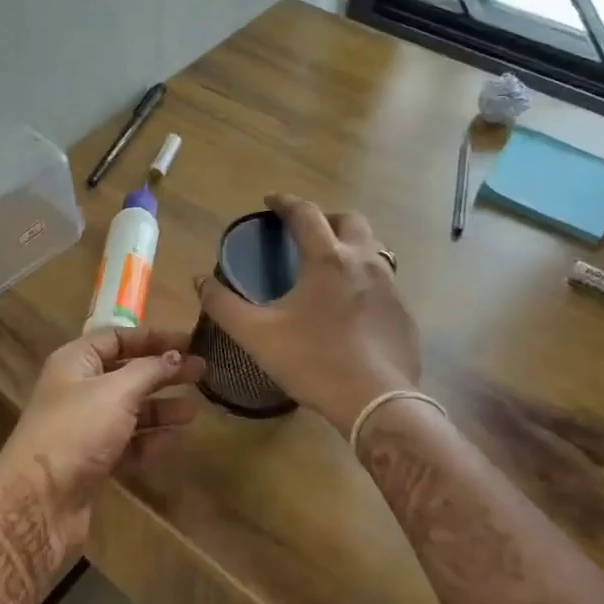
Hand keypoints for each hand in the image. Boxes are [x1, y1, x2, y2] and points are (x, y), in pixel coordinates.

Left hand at [0, 326, 204, 566]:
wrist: (40, 502)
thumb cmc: (77, 430)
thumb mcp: (117, 391)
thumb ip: (149, 371)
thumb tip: (175, 355)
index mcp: (75, 362)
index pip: (116, 337)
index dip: (152, 338)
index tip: (188, 343)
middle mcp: (78, 390)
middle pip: (127, 373)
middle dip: (162, 372)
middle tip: (201, 372)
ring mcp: (84, 427)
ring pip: (130, 410)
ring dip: (161, 408)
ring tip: (194, 410)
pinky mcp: (92, 461)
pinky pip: (127, 443)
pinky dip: (150, 440)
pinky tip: (174, 440)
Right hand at [196, 194, 420, 431]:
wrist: (377, 403)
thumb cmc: (313, 362)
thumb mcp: (257, 335)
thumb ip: (223, 305)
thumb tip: (200, 280)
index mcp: (327, 259)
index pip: (305, 213)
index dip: (285, 202)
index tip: (270, 201)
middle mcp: (363, 261)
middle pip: (350, 220)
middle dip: (326, 217)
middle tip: (306, 232)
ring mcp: (390, 286)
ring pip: (372, 247)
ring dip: (350, 244)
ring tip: (329, 264)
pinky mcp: (404, 312)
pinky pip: (384, 280)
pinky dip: (364, 277)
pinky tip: (351, 303)